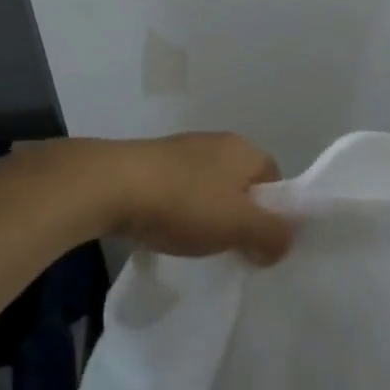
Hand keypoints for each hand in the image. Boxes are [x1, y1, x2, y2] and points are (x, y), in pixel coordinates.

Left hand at [94, 132, 292, 264]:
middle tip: (230, 246)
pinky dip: (175, 211)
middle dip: (238, 215)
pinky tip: (163, 230)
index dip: (273, 213)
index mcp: (244, 150)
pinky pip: (175, 191)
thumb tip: (282, 244)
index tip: (260, 242)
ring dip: (205, 214)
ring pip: (206, 188)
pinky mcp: (146, 164)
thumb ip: (272, 235)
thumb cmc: (184, 202)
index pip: (274, 180)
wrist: (106, 186)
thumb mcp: (240, 225)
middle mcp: (215, 143)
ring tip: (193, 241)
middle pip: (240, 185)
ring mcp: (178, 151)